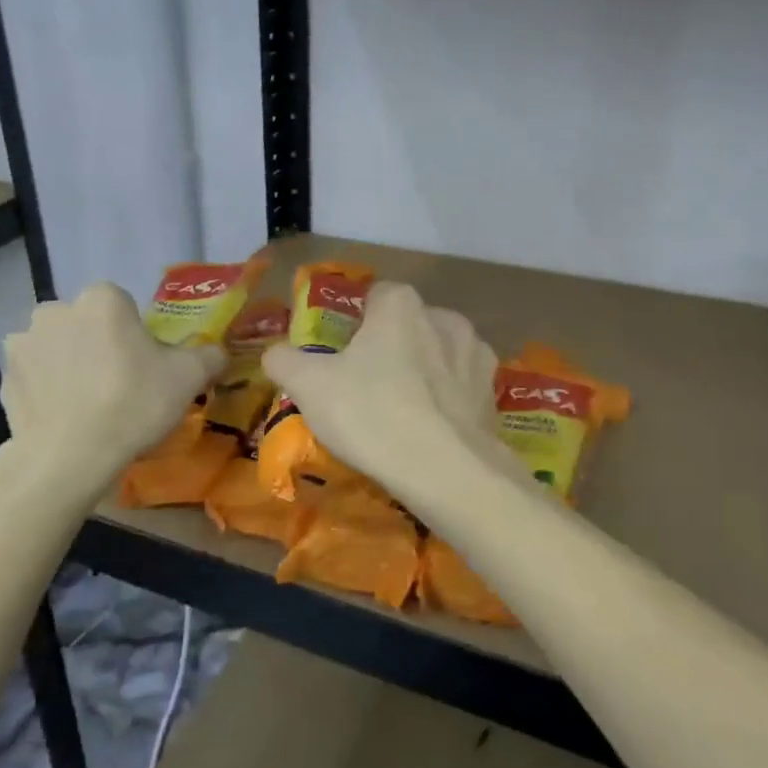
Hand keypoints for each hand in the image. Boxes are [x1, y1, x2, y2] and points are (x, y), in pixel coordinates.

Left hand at [0, 281, 223, 481]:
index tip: (144, 366)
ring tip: (87, 406)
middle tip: (119, 386)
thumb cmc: (132, 404)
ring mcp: (24, 343)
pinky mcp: (4, 378)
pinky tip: (64, 418)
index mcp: (101, 299)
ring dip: (69, 365)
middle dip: (99, 345)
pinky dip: (47, 390)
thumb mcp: (188, 378)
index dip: (136, 335)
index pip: (123, 305)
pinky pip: (35, 376)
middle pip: (87, 323)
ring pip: (58, 348)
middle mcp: (56, 310)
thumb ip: (209, 355)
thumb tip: (218, 351)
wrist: (68, 458)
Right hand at [263, 281, 537, 512]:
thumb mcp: (309, 387)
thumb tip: (274, 353)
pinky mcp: (493, 392)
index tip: (339, 356)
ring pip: (437, 355)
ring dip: (421, 373)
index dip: (353, 324)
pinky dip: (446, 400)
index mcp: (400, 304)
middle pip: (405, 326)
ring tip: (400, 413)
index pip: (373, 296)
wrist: (446, 471)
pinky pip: (460, 387)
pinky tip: (430, 430)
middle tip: (364, 387)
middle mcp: (444, 316)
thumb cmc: (371, 414)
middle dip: (388, 348)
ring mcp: (475, 353)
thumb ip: (284, 360)